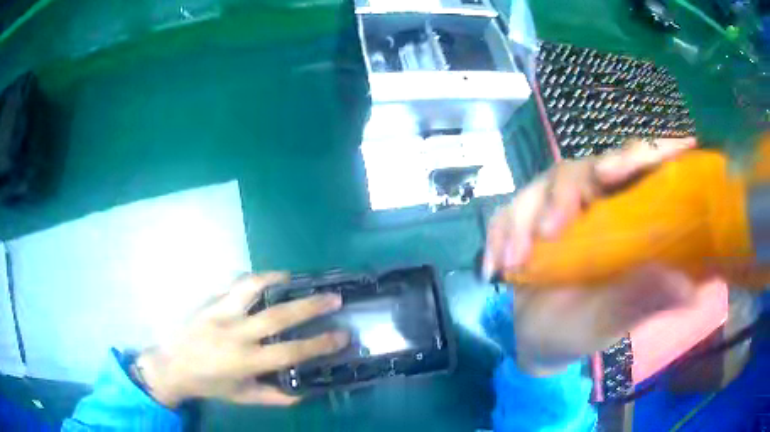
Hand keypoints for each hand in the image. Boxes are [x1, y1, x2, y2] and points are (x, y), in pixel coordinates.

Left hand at [134, 272, 347, 406]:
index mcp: (245, 362)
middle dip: (310, 306)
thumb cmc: (210, 384)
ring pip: (251, 288)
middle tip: (333, 297)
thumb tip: (305, 392)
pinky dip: (254, 279)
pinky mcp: (209, 300)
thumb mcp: (243, 397)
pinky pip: (234, 284)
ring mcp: (220, 313)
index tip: (343, 335)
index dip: (320, 344)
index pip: (290, 352)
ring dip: (277, 280)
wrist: (172, 364)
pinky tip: (267, 280)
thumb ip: (275, 396)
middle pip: (277, 316)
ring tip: (296, 278)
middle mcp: (235, 334)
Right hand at [484, 137, 699, 375]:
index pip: (637, 166)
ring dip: (520, 221)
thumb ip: (646, 302)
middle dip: (562, 194)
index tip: (612, 173)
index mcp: (628, 219)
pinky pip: (507, 212)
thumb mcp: (614, 320)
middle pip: (581, 169)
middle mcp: (596, 204)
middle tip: (548, 231)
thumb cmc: (584, 331)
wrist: (539, 343)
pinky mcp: (526, 221)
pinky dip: (496, 236)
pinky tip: (494, 269)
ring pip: (539, 186)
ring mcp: (559, 210)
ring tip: (513, 265)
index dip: (631, 156)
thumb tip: (689, 290)